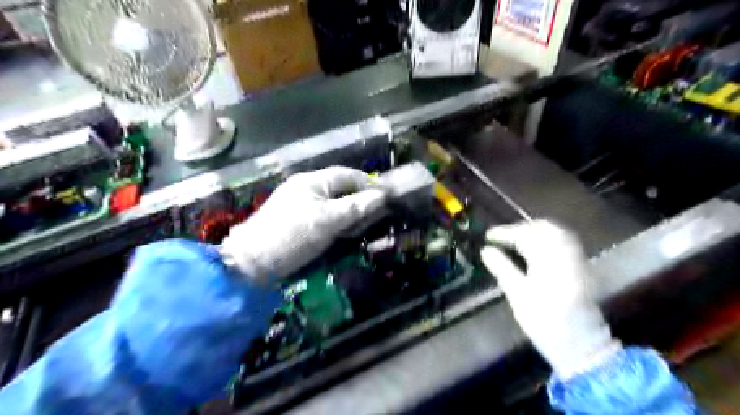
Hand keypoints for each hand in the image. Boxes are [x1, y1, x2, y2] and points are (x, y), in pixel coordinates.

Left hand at [221, 167, 387, 283]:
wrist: (252, 262)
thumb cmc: (290, 236)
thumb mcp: (325, 221)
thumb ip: (354, 208)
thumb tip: (382, 197)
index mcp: (312, 181)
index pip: (347, 175)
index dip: (368, 184)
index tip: (386, 198)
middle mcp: (308, 189)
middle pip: (342, 190)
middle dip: (360, 202)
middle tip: (376, 218)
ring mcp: (302, 206)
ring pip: (335, 205)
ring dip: (350, 215)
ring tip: (361, 228)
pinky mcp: (299, 222)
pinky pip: (326, 217)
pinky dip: (338, 224)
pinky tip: (344, 235)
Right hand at [484, 220, 619, 378]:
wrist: (581, 346)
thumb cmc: (545, 323)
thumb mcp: (518, 296)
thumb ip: (502, 269)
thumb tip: (486, 250)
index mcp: (550, 263)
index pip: (526, 236)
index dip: (506, 233)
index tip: (489, 235)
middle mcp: (567, 255)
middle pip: (546, 228)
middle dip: (521, 228)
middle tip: (502, 236)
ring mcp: (578, 260)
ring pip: (557, 233)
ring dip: (534, 231)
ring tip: (515, 239)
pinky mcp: (582, 267)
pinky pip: (564, 241)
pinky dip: (546, 238)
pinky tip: (534, 248)